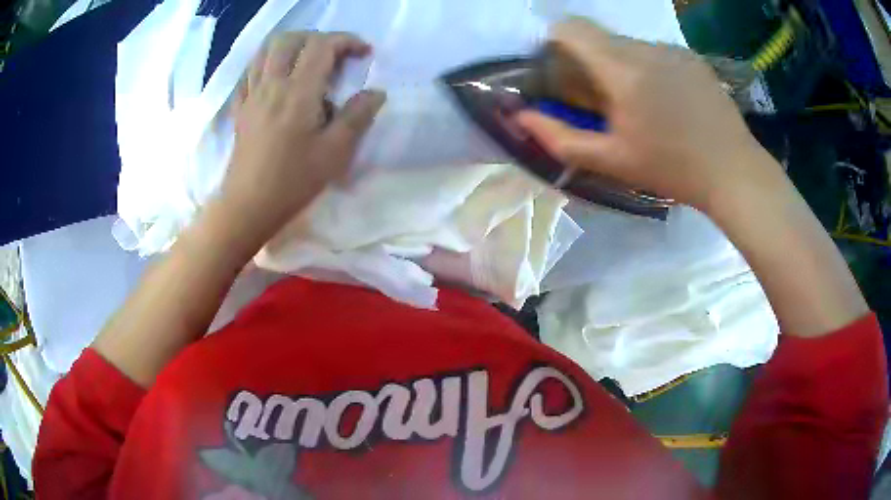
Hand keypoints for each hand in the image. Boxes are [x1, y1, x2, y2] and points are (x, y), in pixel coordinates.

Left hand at [220, 31, 385, 240]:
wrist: (248, 206)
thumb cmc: (293, 181)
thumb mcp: (335, 153)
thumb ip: (357, 116)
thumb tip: (376, 92)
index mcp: (298, 91)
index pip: (322, 46)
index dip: (346, 41)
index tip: (363, 53)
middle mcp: (271, 84)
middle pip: (290, 39)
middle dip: (317, 38)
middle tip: (334, 55)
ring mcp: (252, 95)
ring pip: (266, 50)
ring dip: (291, 45)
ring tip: (307, 60)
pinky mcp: (241, 108)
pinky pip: (250, 72)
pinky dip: (267, 63)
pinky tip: (278, 77)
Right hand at [516, 19, 775, 211]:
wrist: (734, 172)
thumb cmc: (673, 170)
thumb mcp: (613, 161)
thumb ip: (561, 138)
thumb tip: (522, 117)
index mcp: (624, 70)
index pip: (572, 28)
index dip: (556, 40)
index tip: (560, 69)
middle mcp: (647, 48)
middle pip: (601, 38)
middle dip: (591, 61)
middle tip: (604, 100)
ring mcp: (674, 50)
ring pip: (630, 45)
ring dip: (622, 66)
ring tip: (642, 104)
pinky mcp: (693, 57)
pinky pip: (657, 52)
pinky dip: (649, 68)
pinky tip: (668, 101)